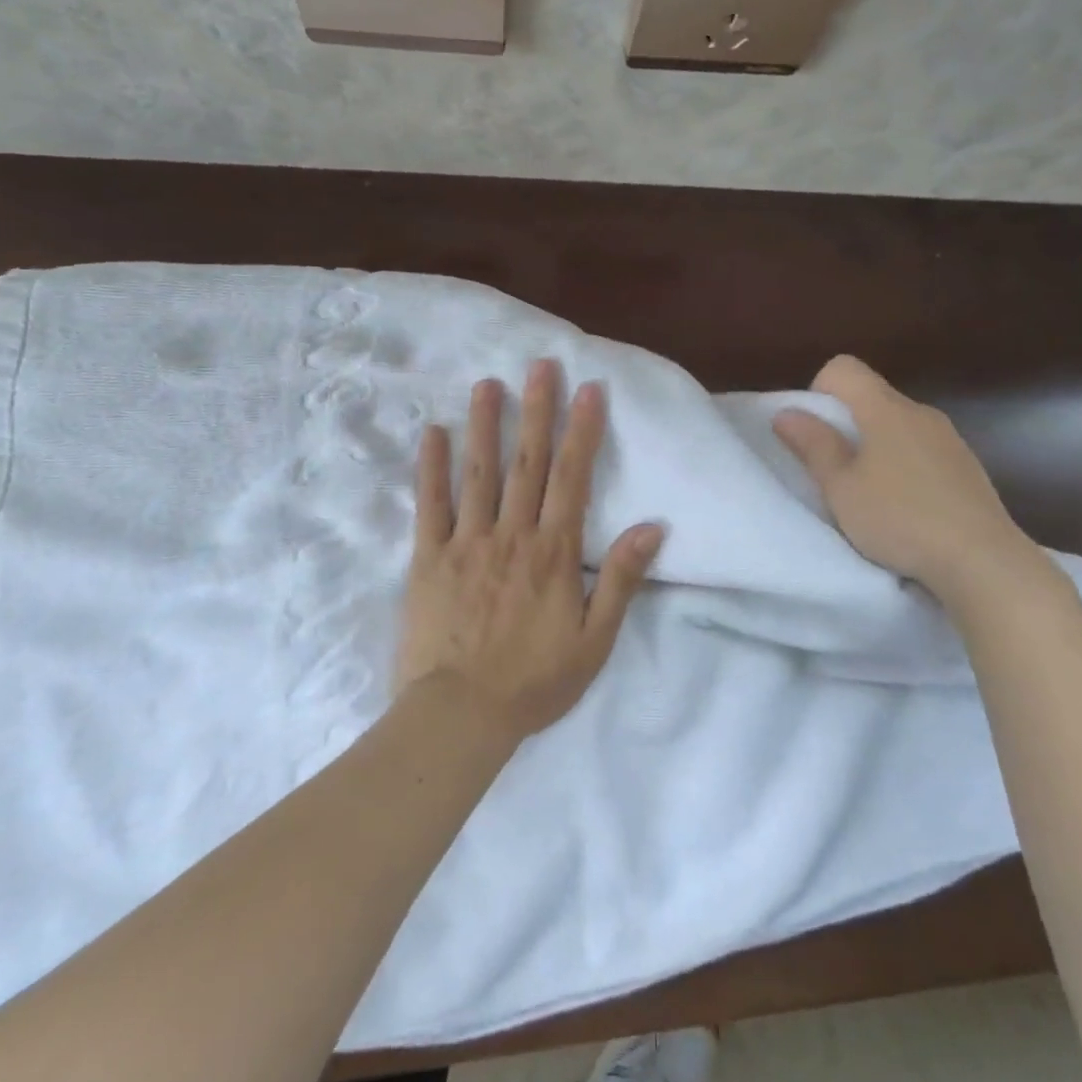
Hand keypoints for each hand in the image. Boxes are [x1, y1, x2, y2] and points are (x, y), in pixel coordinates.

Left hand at [396, 360, 663, 743]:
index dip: (582, 432)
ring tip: (488, 383)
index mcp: (553, 553)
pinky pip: (430, 506)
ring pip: (479, 473)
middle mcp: (512, 535)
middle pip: (527, 463)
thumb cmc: (534, 681)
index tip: (588, 390)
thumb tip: (652, 527)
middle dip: (536, 411)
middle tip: (540, 365)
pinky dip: (431, 468)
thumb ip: (620, 580)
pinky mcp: (429, 558)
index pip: (572, 479)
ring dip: (485, 425)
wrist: (460, 717)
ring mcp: (467, 543)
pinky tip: (432, 433)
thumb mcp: (594, 641)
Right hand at [773, 355, 1046, 605]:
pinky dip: (904, 464)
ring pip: (898, 424)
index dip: (819, 391)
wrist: (984, 561)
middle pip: (871, 396)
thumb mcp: (841, 488)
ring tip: (871, 494)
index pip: (844, 368)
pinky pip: (923, 448)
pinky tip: (907, 506)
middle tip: (835, 472)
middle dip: (845, 423)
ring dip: (875, 446)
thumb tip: (786, 412)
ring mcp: (949, 439)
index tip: (816, 434)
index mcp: (886, 410)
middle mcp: (920, 413)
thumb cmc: (900, 520)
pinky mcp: (967, 466)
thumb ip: (813, 445)